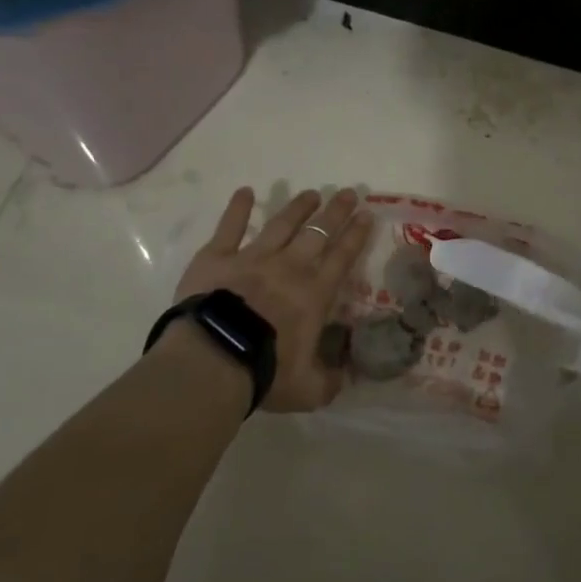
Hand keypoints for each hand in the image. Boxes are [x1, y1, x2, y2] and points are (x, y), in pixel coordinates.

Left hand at [174, 187, 371, 411]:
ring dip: (298, 207)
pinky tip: (245, 192)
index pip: (342, 257)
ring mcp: (252, 257)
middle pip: (317, 232)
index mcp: (314, 294)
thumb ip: (330, 380)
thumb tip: (345, 374)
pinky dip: (238, 208)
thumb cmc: (266, 372)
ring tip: (311, 193)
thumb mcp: (310, 389)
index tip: (367, 215)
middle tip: (348, 193)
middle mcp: (289, 267)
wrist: (214, 359)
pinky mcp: (217, 257)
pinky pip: (230, 227)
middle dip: (336, 211)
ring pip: (281, 223)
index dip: (356, 235)